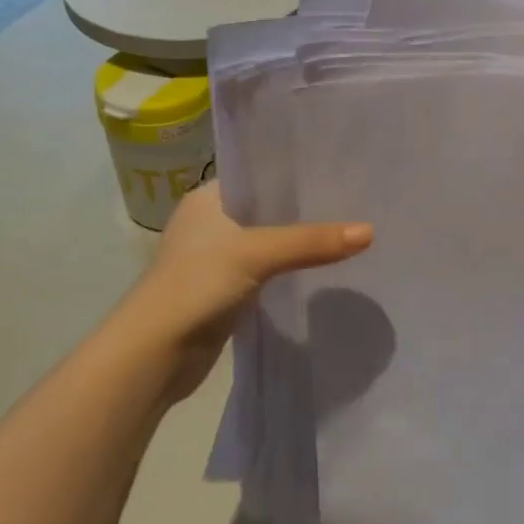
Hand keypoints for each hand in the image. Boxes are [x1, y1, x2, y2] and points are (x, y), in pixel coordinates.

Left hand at [101, 181, 371, 408]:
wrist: (154, 354)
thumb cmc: (196, 285)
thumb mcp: (257, 253)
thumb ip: (312, 241)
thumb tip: (370, 231)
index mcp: (208, 199)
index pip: (260, 173)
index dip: (297, 171)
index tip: (339, 169)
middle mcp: (211, 222)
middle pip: (269, 208)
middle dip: (307, 208)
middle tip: (356, 200)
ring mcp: (218, 259)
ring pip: (271, 241)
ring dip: (301, 240)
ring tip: (350, 229)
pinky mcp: (227, 290)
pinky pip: (269, 270)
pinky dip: (292, 268)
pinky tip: (325, 267)